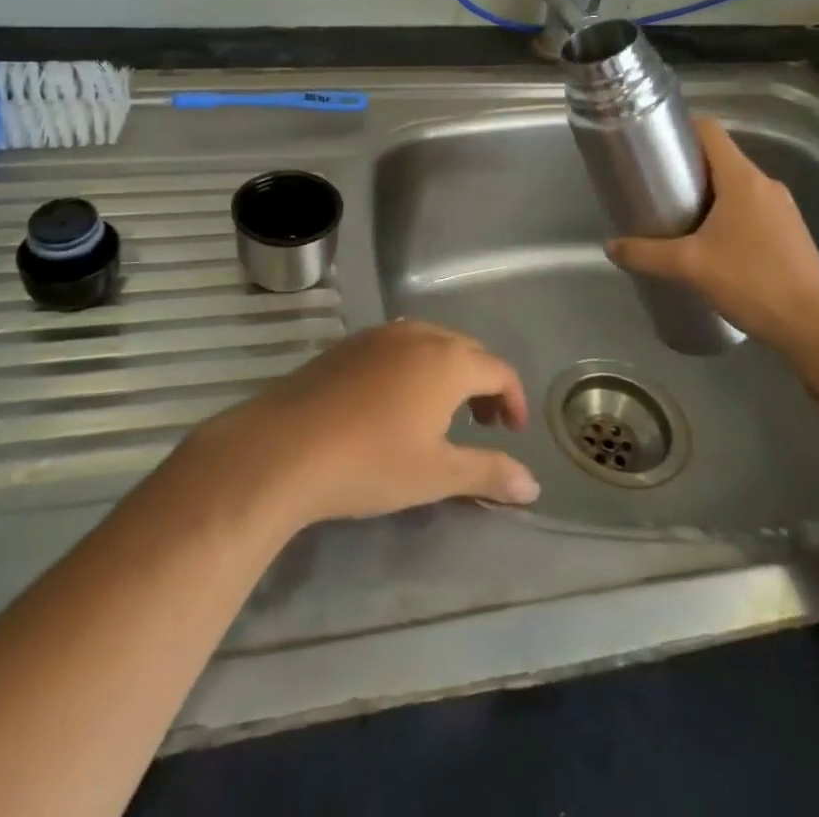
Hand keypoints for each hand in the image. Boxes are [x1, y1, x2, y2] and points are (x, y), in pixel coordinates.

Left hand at [191, 320, 539, 529]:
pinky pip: (398, 345)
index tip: (512, 432)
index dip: (513, 399)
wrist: (285, 447)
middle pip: (467, 351)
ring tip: (443, 413)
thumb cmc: (371, 461)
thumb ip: (489, 472)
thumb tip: (533, 485)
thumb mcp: (436, 473)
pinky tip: (396, 402)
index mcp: (447, 360)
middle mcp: (418, 334)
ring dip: (449, 372)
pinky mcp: (348, 344)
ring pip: (431, 343)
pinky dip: (415, 366)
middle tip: (484, 424)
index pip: (499, 369)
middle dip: (483, 384)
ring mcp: (379, 334)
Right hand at [605, 117, 818, 361]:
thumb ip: (645, 254)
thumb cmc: (751, 283)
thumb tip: (610, 246)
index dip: (681, 128)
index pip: (710, 130)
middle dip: (686, 167)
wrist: (814, 329)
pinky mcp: (789, 232)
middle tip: (654, 186)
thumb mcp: (688, 267)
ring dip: (706, 193)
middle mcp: (766, 184)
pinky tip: (709, 243)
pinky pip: (750, 208)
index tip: (653, 144)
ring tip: (676, 216)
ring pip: (735, 185)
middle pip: (720, 158)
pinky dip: (726, 213)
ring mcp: (782, 208)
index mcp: (743, 178)